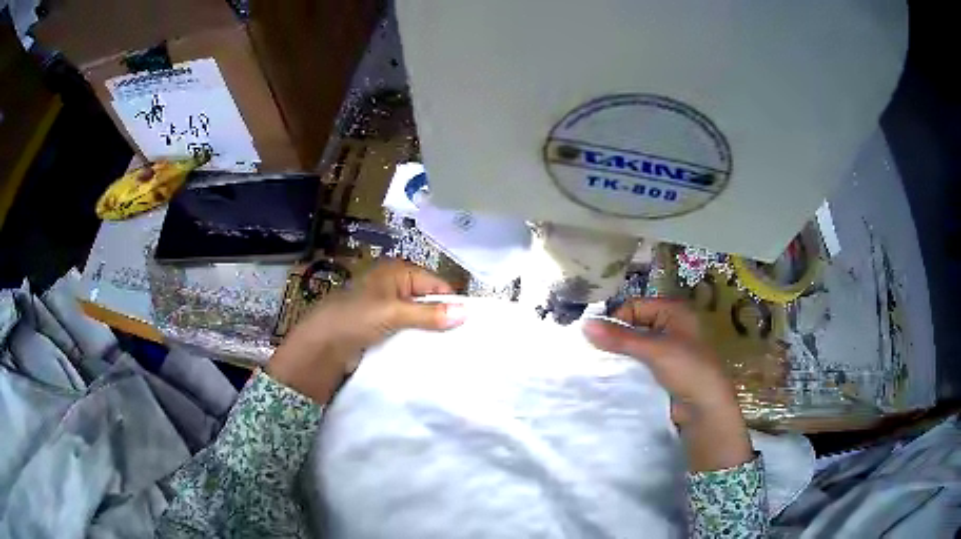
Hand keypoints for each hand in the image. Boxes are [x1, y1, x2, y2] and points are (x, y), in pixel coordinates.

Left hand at [267, 260, 465, 402]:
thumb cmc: (355, 318)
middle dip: (444, 318)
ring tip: (454, 349)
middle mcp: (395, 287)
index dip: (452, 301)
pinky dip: (418, 340)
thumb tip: (466, 313)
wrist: (321, 345)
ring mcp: (388, 309)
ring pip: (419, 319)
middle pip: (429, 301)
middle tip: (466, 340)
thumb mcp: (393, 313)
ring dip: (431, 332)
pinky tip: (432, 353)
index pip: (436, 284)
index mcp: (398, 272)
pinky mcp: (383, 329)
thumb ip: (428, 314)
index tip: (471, 324)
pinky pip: (408, 332)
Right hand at [584, 298, 752, 471]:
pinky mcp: (662, 370)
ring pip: (634, 346)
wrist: (705, 407)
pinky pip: (638, 363)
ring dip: (619, 355)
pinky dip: (626, 368)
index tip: (596, 339)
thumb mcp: (654, 350)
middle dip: (615, 339)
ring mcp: (666, 349)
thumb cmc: (687, 369)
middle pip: (633, 325)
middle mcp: (670, 325)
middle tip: (592, 353)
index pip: (634, 306)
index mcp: (673, 311)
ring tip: (598, 366)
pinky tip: (612, 377)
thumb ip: (620, 338)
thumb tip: (584, 325)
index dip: (615, 320)